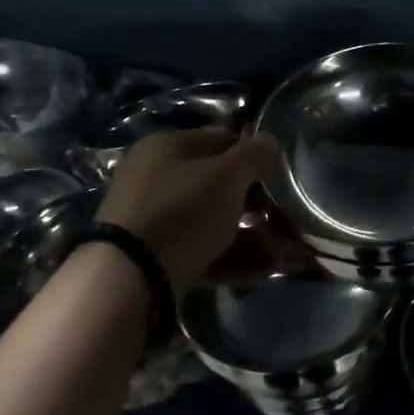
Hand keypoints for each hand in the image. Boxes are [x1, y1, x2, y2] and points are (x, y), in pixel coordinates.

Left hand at [98, 129, 279, 286]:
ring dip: (248, 232)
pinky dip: (231, 257)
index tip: (280, 175)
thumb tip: (270, 140)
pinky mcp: (157, 255)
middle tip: (282, 215)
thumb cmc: (182, 211)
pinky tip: (260, 268)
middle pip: (216, 183)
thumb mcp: (225, 175)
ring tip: (280, 248)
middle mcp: (156, 177)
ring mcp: (155, 219)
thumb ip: (252, 155)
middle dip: (253, 200)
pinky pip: (203, 249)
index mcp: (166, 147)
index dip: (253, 154)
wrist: (131, 275)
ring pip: (212, 219)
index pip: (221, 139)